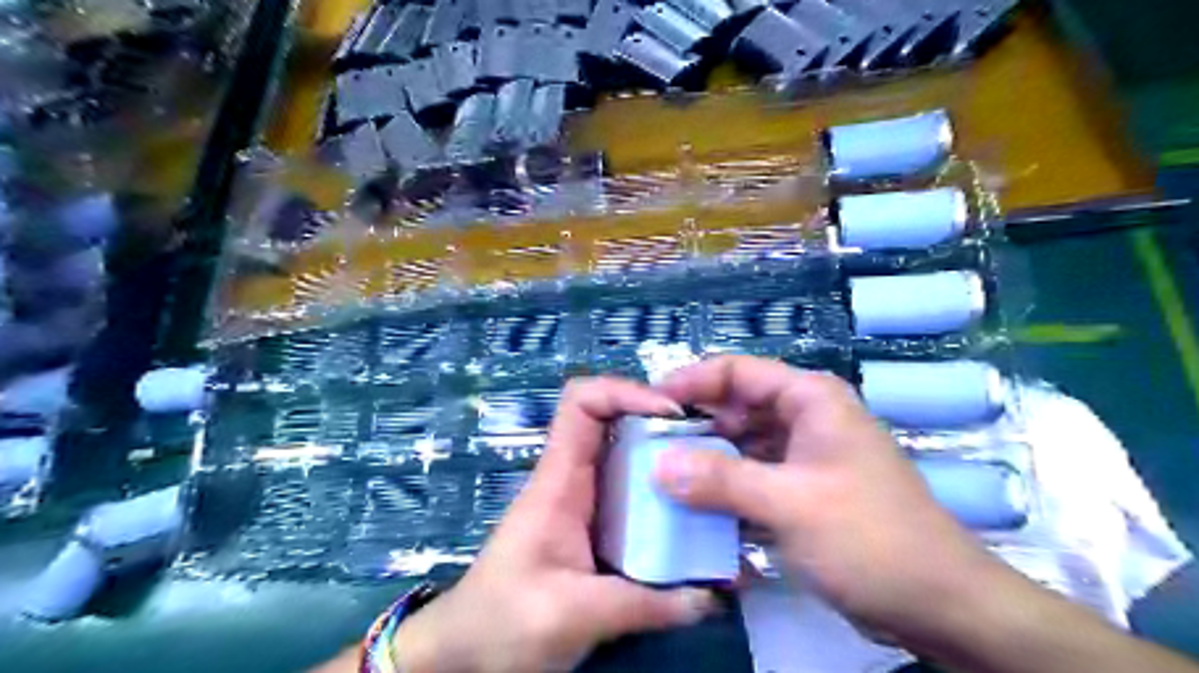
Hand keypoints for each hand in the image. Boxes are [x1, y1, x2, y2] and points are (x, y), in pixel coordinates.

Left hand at [396, 379, 714, 672]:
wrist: (467, 652)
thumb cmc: (503, 621)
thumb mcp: (572, 614)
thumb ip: (642, 605)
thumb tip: (710, 597)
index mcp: (558, 480)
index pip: (582, 402)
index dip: (624, 391)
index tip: (672, 414)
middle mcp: (573, 480)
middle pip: (615, 423)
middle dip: (661, 425)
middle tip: (709, 448)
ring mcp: (585, 504)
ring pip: (628, 459)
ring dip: (667, 462)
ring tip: (711, 482)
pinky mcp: (595, 530)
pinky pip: (633, 497)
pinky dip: (662, 499)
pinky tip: (692, 523)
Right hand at [655, 359, 1010, 645]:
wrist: (939, 604)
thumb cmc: (869, 538)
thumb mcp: (789, 503)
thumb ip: (720, 481)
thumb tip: (658, 464)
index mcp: (809, 399)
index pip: (736, 371)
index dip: (691, 382)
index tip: (649, 404)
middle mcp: (805, 418)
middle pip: (735, 407)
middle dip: (694, 425)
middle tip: (647, 447)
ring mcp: (803, 457)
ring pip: (741, 445)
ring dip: (707, 461)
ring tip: (661, 478)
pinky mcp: (802, 491)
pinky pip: (753, 478)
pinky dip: (726, 489)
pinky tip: (696, 508)